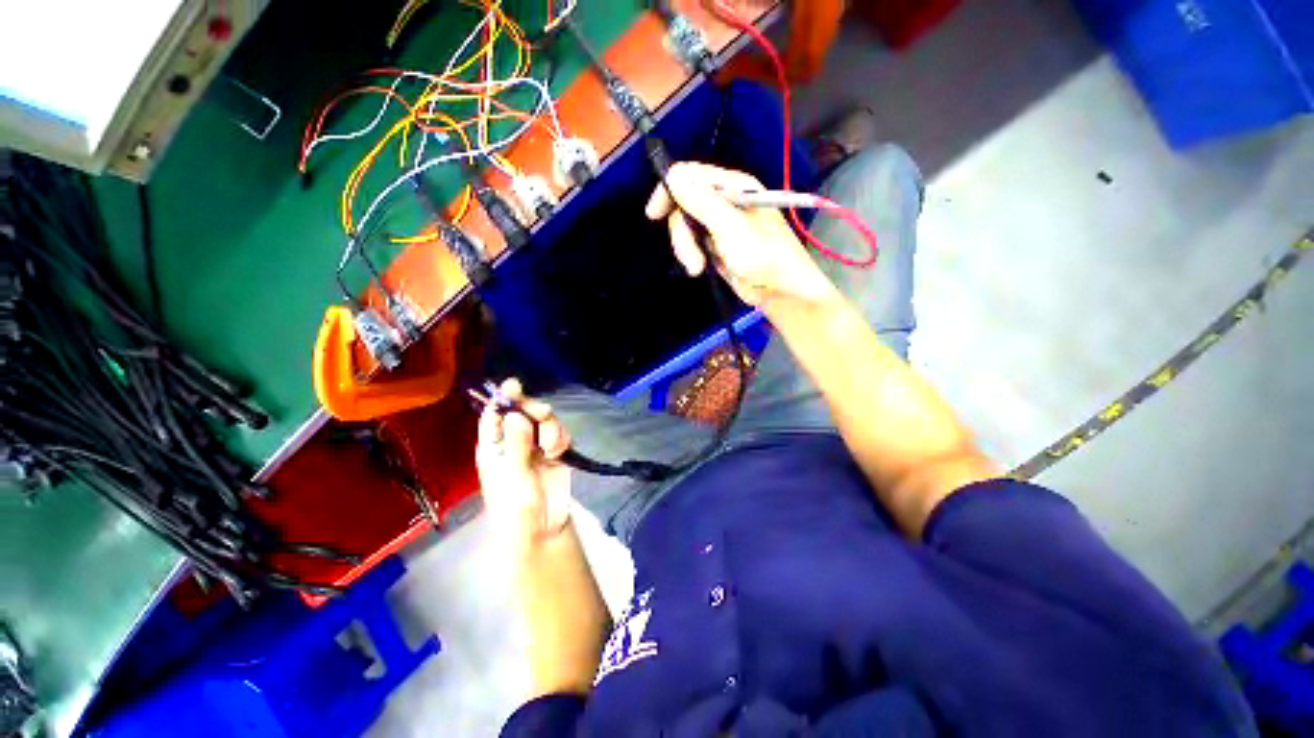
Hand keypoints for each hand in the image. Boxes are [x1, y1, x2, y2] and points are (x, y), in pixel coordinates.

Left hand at [475, 379, 573, 545]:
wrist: (543, 527)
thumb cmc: (516, 506)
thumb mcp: (513, 475)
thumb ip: (516, 444)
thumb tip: (516, 414)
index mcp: (494, 446)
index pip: (494, 416)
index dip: (503, 399)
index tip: (514, 385)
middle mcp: (514, 441)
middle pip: (523, 412)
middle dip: (534, 410)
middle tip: (542, 413)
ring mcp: (535, 446)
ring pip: (544, 420)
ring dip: (550, 428)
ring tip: (550, 448)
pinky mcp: (554, 451)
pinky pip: (559, 433)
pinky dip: (560, 438)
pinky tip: (558, 452)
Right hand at [645, 162, 835, 307]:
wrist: (781, 291)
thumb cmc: (762, 256)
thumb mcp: (730, 227)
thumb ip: (701, 201)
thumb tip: (673, 176)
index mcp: (734, 186)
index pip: (691, 175)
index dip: (669, 190)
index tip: (654, 214)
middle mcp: (725, 200)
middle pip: (684, 204)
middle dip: (681, 232)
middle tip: (690, 257)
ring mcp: (720, 224)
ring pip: (686, 226)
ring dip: (686, 248)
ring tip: (697, 268)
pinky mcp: (717, 244)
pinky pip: (693, 242)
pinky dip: (692, 255)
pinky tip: (700, 268)